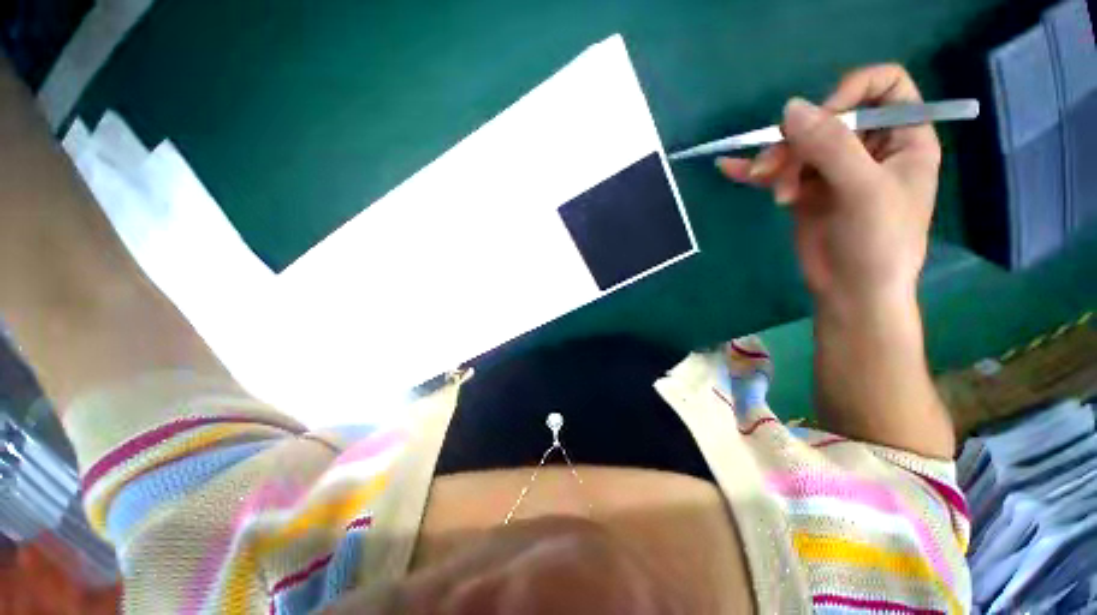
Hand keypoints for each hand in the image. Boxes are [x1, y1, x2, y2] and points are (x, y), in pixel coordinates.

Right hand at [717, 65, 940, 313]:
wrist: (851, 292)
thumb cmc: (878, 243)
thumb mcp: (863, 190)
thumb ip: (831, 146)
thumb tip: (790, 108)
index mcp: (902, 138)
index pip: (883, 86)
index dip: (852, 92)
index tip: (824, 119)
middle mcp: (869, 148)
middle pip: (829, 118)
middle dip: (800, 140)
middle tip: (779, 168)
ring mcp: (834, 170)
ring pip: (799, 146)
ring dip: (776, 162)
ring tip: (768, 186)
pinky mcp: (805, 191)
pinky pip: (778, 171)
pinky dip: (753, 170)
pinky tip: (728, 167)